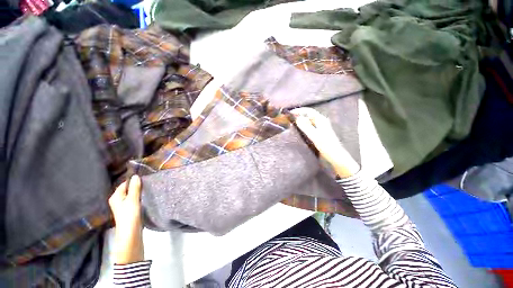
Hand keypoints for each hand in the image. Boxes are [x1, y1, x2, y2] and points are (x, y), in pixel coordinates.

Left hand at [109, 175, 143, 263]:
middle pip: (128, 189)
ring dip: (138, 191)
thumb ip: (134, 188)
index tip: (144, 176)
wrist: (130, 233)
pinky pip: (134, 200)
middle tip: (147, 181)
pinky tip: (145, 196)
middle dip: (136, 185)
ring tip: (148, 188)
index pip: (124, 184)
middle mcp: (117, 200)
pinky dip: (139, 197)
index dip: (133, 180)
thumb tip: (136, 176)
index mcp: (115, 196)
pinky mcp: (129, 210)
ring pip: (131, 195)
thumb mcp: (133, 200)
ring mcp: (123, 206)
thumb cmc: (129, 215)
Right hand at [292, 107, 359, 177]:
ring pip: (308, 121)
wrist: (334, 156)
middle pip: (308, 115)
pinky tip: (298, 130)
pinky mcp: (318, 133)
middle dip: (299, 115)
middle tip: (289, 119)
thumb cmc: (325, 145)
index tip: (290, 113)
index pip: (309, 111)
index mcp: (321, 120)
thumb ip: (306, 126)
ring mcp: (319, 128)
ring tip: (292, 124)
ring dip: (300, 121)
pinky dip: (303, 127)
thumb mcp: (314, 135)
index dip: (299, 111)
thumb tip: (297, 118)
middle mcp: (320, 122)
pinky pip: (309, 127)